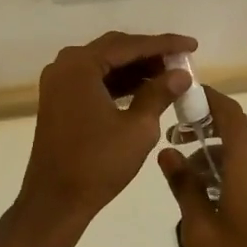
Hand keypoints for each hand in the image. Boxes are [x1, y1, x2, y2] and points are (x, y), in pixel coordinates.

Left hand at [18, 31, 197, 235]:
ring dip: (135, 68)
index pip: (130, 45)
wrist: (55, 202)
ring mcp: (59, 82)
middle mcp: (65, 64)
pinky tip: (144, 90)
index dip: (164, 44)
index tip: (192, 45)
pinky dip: (119, 82)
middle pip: (115, 49)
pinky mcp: (60, 99)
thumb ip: (160, 93)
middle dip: (149, 53)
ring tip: (169, 75)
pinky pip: (94, 79)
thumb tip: (181, 73)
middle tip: (181, 60)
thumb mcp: (138, 128)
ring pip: (105, 64)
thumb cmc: (97, 164)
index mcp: (81, 65)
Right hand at [160, 88, 246, 246]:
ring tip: (183, 169)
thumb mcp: (199, 228)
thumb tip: (168, 152)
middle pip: (236, 127)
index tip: (181, 95)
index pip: (229, 111)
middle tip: (174, 136)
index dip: (207, 97)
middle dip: (205, 125)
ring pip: (242, 149)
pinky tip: (205, 192)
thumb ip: (183, 185)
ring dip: (215, 149)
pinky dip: (228, 167)